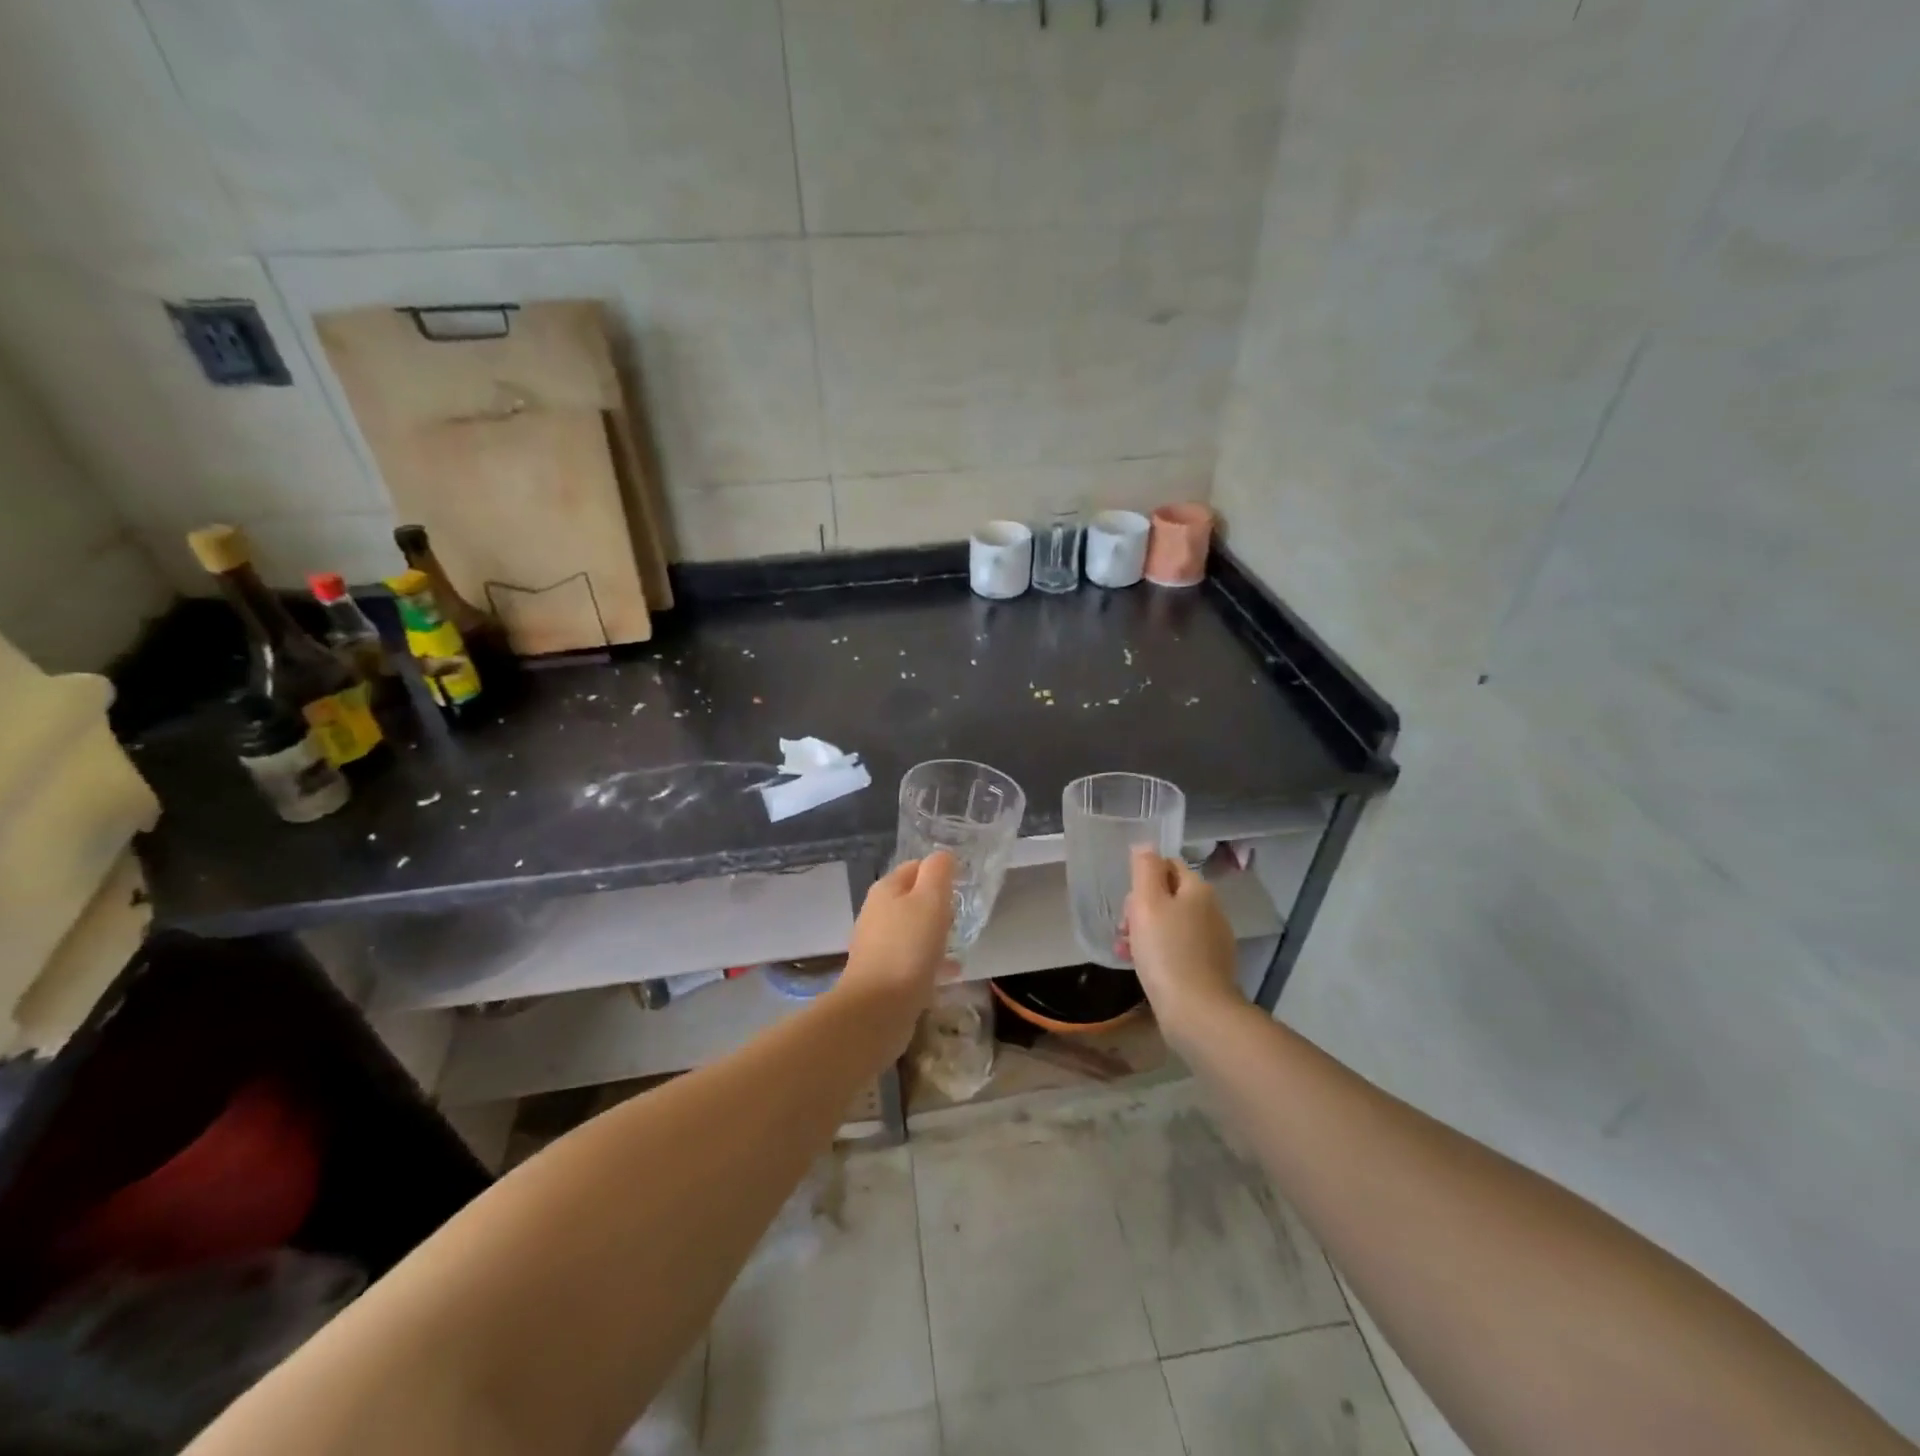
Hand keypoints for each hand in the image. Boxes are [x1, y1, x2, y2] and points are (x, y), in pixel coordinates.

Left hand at [838, 852, 956, 1031]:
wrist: (877, 1009)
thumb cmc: (908, 947)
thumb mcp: (930, 900)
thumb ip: (938, 872)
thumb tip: (943, 856)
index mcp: (886, 889)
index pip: (915, 867)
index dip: (938, 872)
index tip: (962, 885)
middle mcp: (876, 913)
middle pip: (911, 898)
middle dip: (936, 904)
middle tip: (961, 915)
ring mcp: (876, 945)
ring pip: (911, 929)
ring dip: (933, 933)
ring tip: (959, 943)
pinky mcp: (881, 974)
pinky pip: (911, 958)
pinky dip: (929, 960)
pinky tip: (950, 972)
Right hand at [1121, 846, 1245, 1047]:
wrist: (1197, 1011)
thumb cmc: (1166, 951)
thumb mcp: (1147, 903)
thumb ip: (1145, 869)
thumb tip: (1145, 846)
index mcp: (1198, 890)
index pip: (1168, 865)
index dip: (1142, 879)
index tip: (1128, 903)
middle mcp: (1211, 910)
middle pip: (1168, 895)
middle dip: (1140, 908)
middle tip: (1123, 930)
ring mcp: (1213, 940)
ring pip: (1171, 924)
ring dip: (1145, 932)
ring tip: (1125, 952)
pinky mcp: (1210, 967)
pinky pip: (1178, 948)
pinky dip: (1159, 953)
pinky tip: (1143, 968)